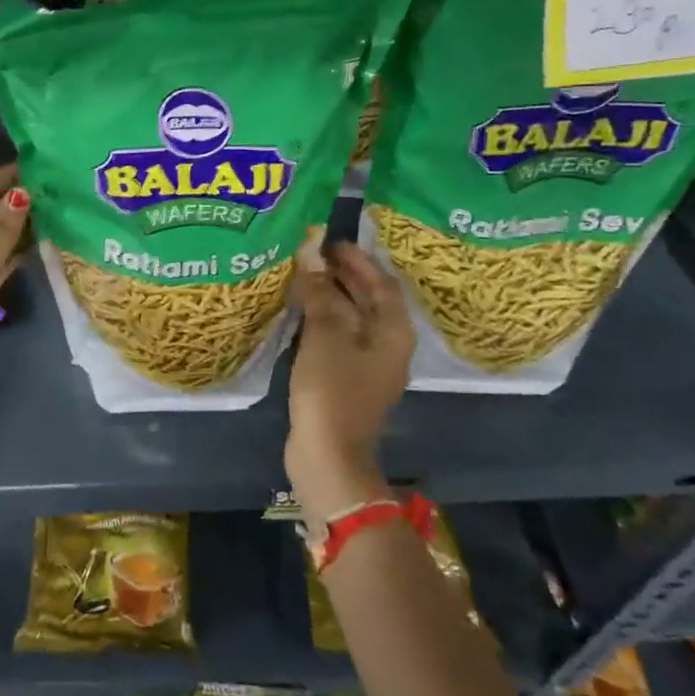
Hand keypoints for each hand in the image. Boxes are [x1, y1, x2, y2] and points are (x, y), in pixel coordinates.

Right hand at [284, 236, 414, 524]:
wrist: (329, 454)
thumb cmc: (332, 388)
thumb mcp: (325, 334)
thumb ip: (320, 293)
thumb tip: (312, 257)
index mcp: (394, 332)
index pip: (381, 283)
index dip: (357, 260)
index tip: (330, 241)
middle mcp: (388, 346)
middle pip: (369, 300)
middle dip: (343, 275)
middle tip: (312, 254)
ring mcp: (368, 366)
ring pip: (352, 319)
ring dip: (331, 296)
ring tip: (302, 275)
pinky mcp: (348, 380)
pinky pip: (339, 337)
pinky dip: (323, 319)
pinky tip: (300, 312)